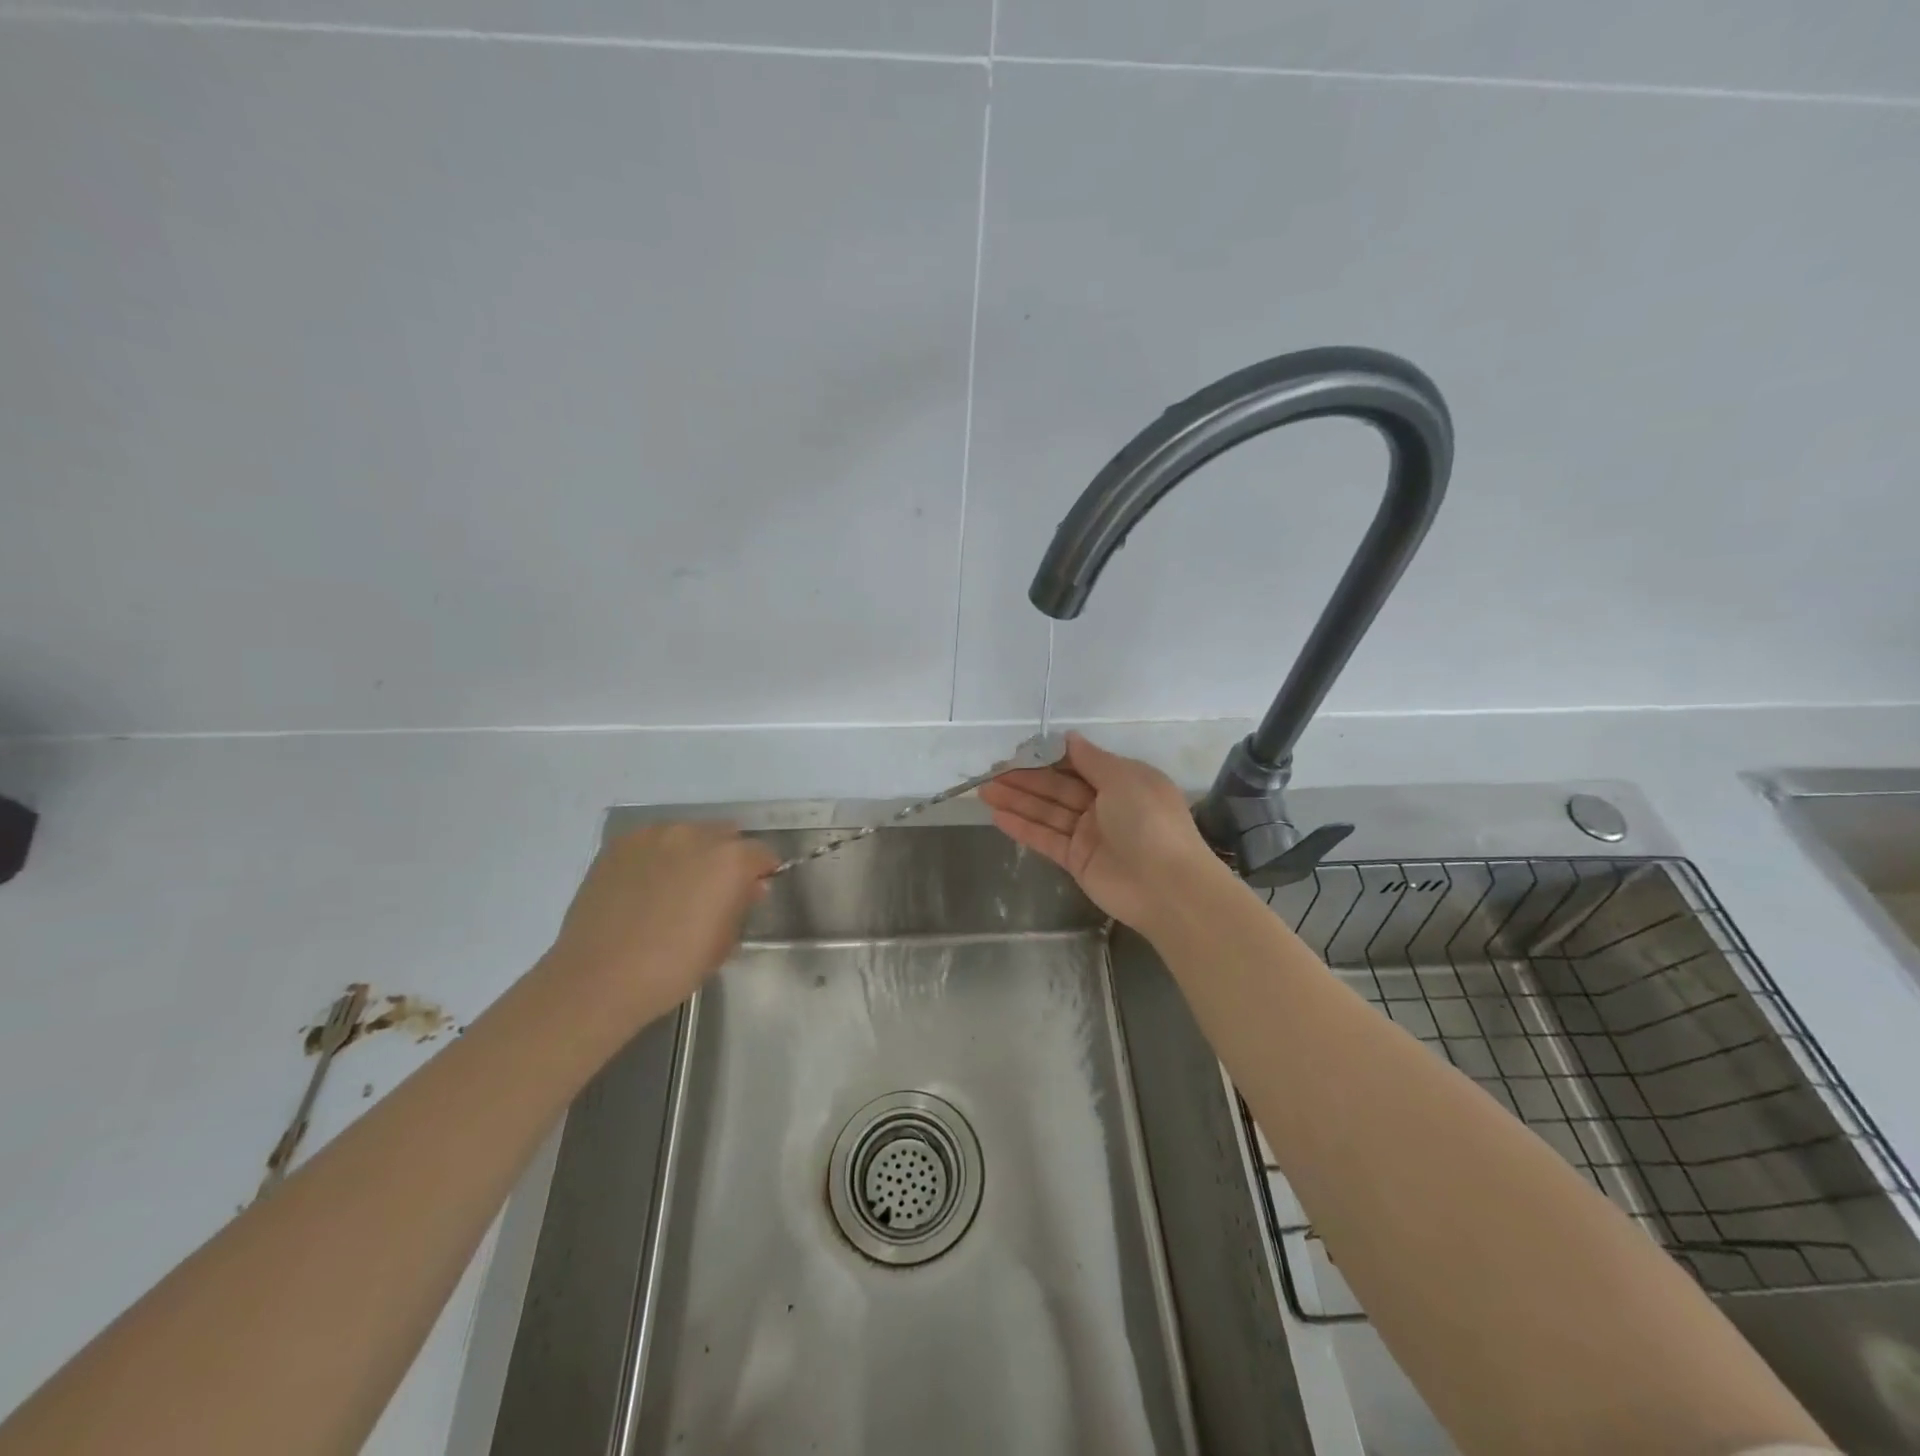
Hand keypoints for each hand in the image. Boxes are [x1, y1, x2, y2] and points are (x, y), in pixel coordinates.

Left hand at [545, 823, 778, 1023]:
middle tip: (712, 890)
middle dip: (727, 857)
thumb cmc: (672, 968)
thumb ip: (741, 905)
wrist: (597, 979)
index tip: (752, 891)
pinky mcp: (620, 844)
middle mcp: (695, 835)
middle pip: (725, 835)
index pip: (761, 853)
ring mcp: (654, 835)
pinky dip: (657, 857)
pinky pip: (652, 842)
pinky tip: (644, 887)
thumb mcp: (723, 943)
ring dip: (691, 853)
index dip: (761, 872)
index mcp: (730, 860)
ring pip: (687, 835)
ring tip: (674, 888)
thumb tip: (750, 886)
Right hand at [979, 732, 1224, 933]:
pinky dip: (1023, 828)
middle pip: (1058, 788)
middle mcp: (1105, 805)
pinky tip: (997, 816)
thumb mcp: (1124, 778)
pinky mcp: (1076, 860)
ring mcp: (1089, 834)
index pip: (1078, 764)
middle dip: (1025, 778)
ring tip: (984, 790)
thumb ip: (1091, 759)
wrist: (1167, 886)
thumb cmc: (1148, 821)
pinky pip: (1045, 839)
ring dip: (1017, 800)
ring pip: (1047, 812)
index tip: (1018, 750)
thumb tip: (1069, 738)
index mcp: (1122, 780)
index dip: (1048, 757)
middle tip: (991, 770)